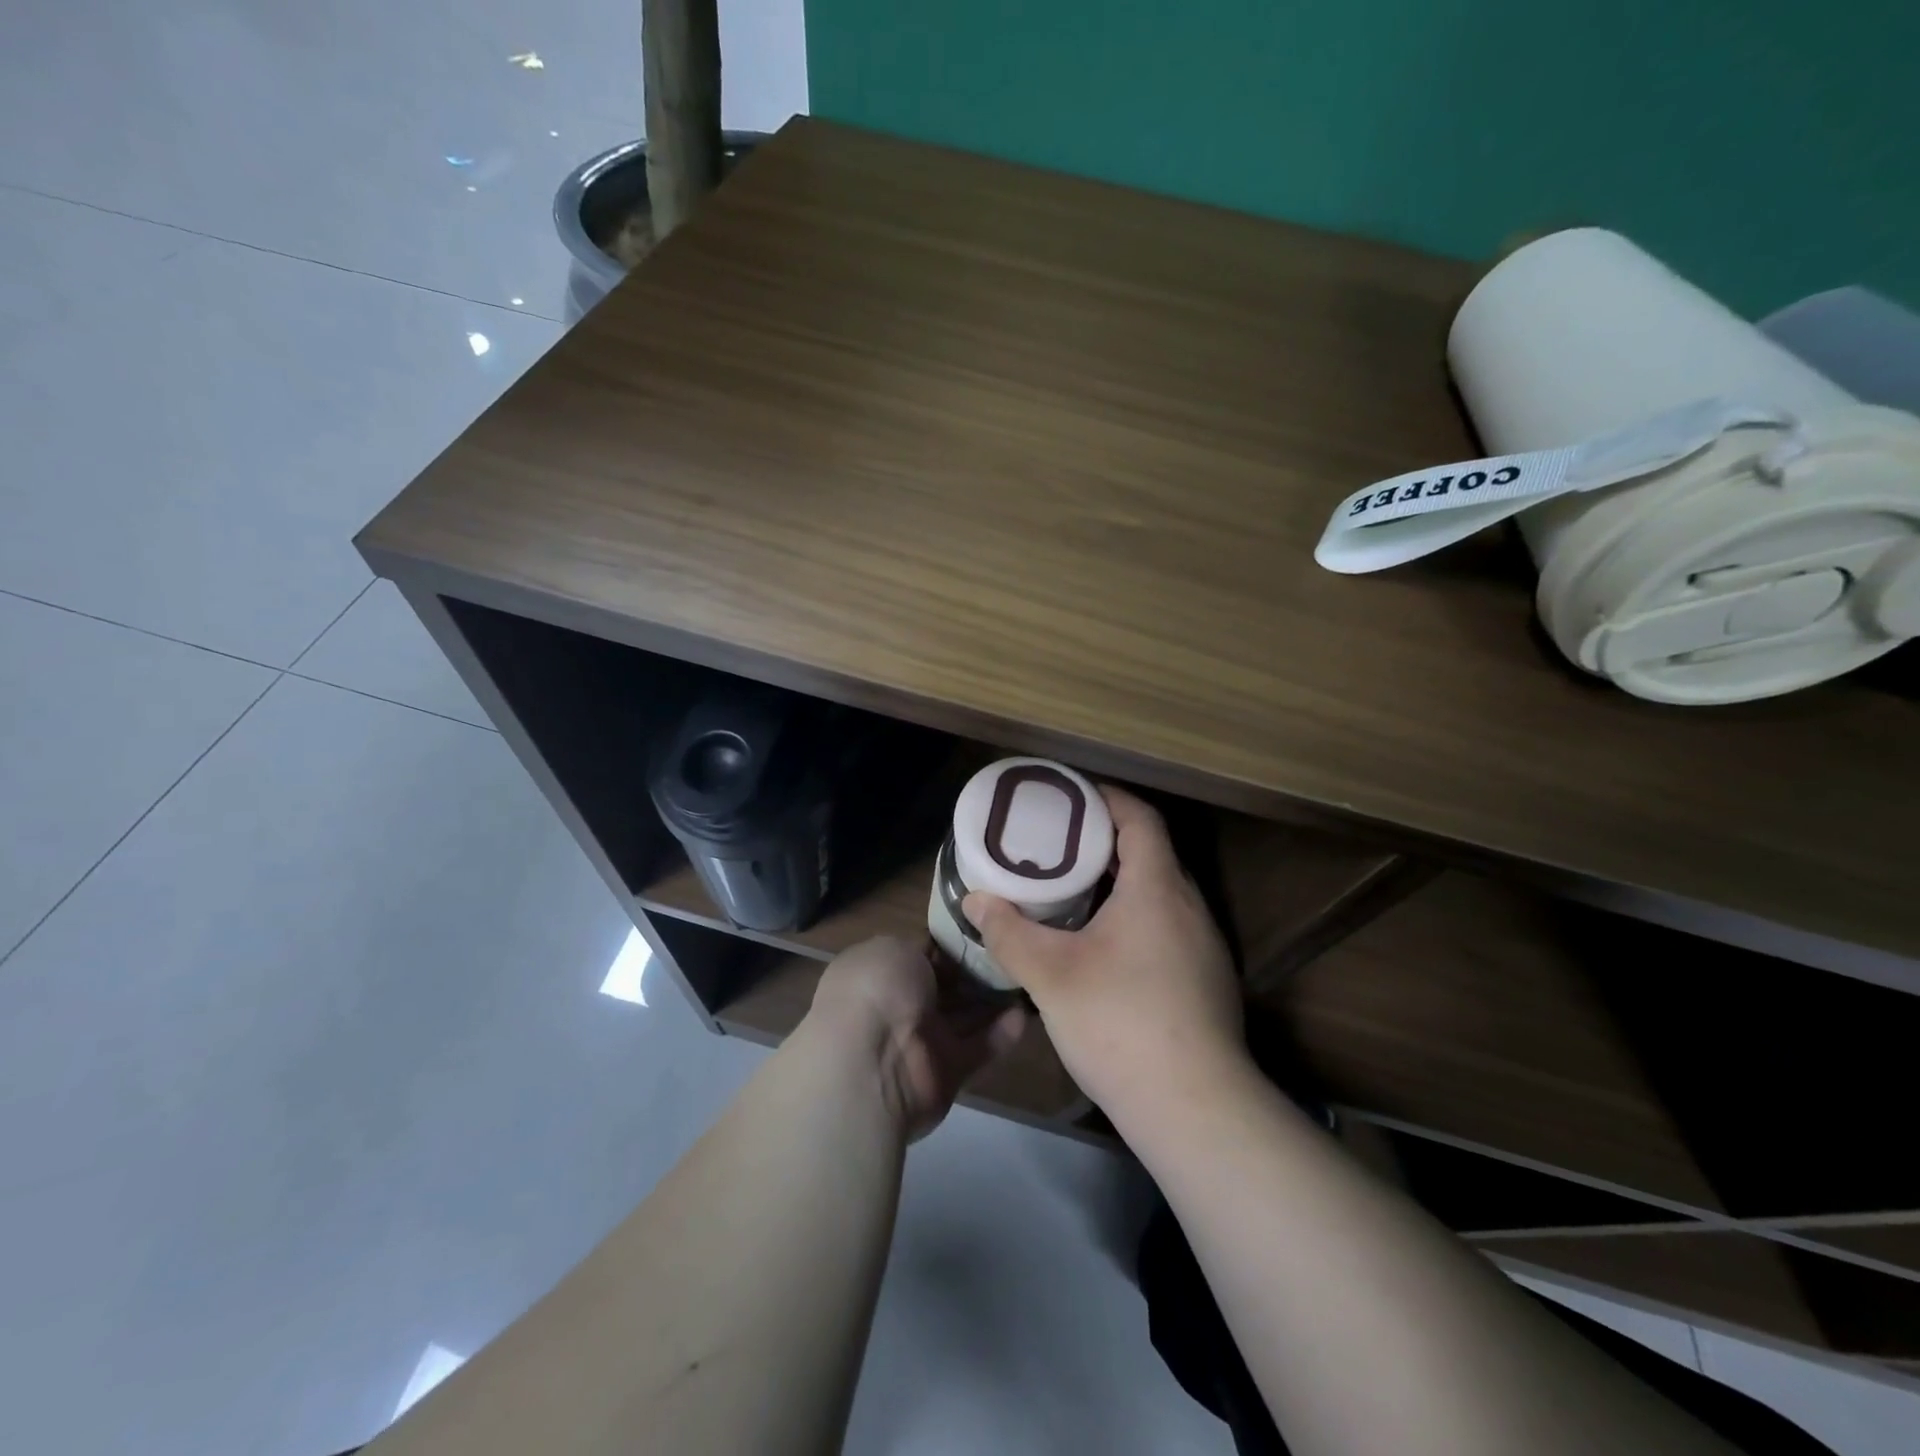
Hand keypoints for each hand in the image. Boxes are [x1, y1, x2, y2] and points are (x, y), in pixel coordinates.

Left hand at [807, 935, 1026, 1139]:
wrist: (872, 1064)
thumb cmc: (878, 990)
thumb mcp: (895, 946)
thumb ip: (923, 946)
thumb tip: (939, 948)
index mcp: (881, 970)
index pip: (923, 951)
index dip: (953, 939)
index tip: (988, 924)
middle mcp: (900, 1004)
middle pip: (948, 983)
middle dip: (979, 967)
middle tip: (1017, 947)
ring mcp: (923, 1039)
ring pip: (966, 1014)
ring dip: (996, 997)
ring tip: (1030, 974)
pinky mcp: (948, 1070)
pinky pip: (980, 1046)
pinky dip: (1002, 1032)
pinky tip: (1026, 1012)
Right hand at [963, 786, 1245, 1125]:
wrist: (1195, 1108)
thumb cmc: (1120, 1023)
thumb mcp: (1051, 975)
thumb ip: (1008, 932)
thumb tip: (975, 901)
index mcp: (1158, 889)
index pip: (1140, 819)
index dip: (1107, 799)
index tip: (1071, 797)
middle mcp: (1190, 907)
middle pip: (1151, 853)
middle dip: (1105, 842)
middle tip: (1058, 846)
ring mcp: (1204, 946)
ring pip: (1160, 894)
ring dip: (1120, 884)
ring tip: (1073, 892)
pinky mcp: (1206, 981)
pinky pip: (1168, 926)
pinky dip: (1135, 918)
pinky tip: (1103, 949)